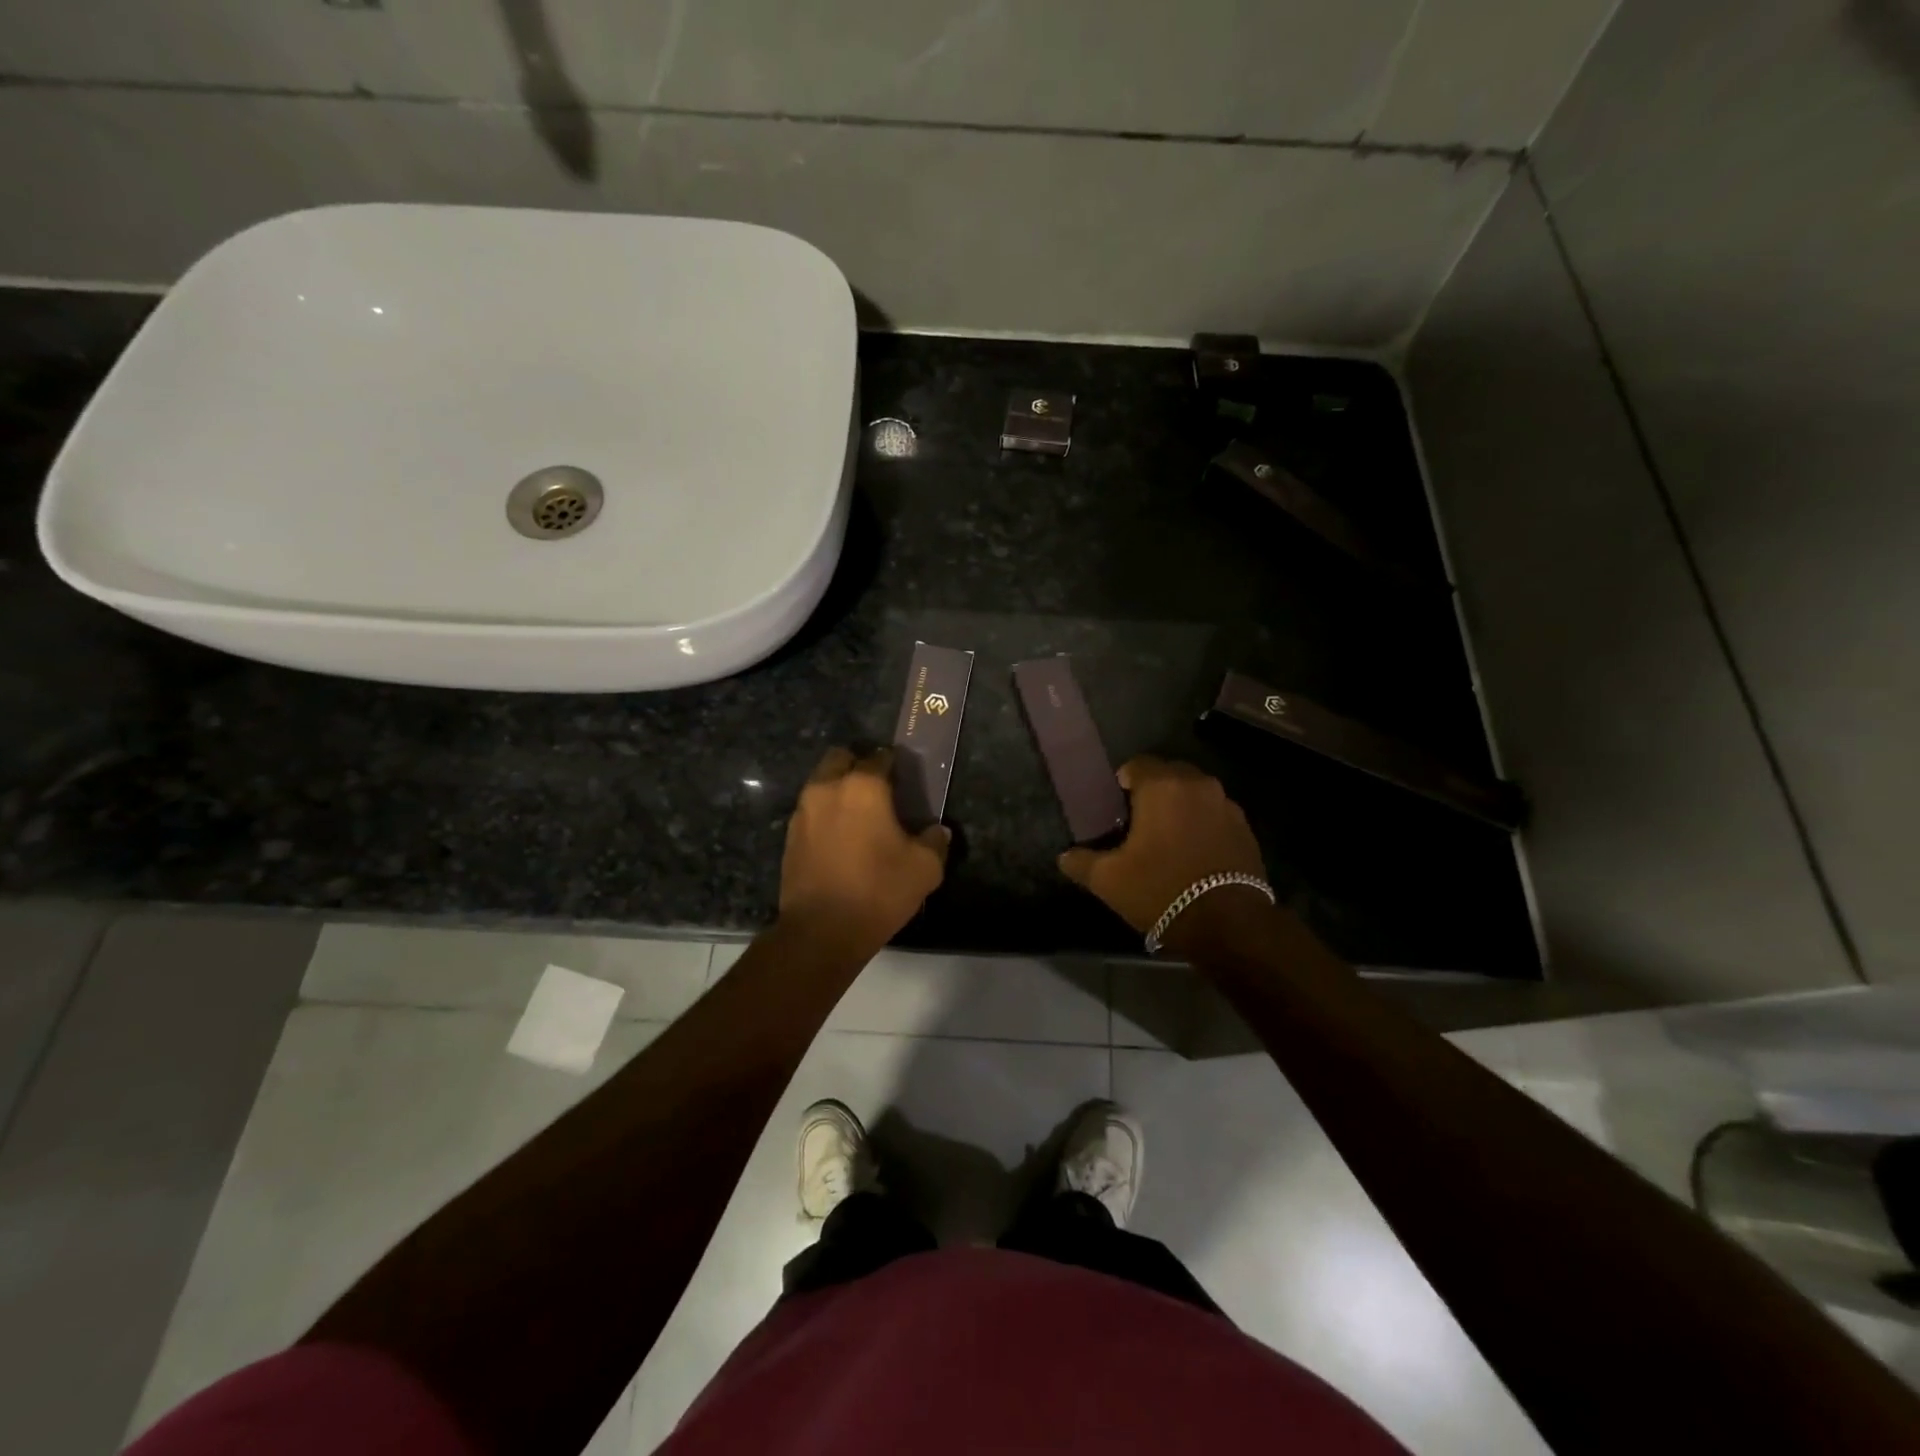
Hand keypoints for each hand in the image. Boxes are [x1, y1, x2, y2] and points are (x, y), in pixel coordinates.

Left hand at [779, 747, 949, 949]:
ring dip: (838, 790)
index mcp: (863, 787)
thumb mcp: (924, 869)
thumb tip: (937, 831)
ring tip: (858, 816)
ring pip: (821, 783)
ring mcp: (803, 812)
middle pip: (840, 758)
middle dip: (857, 766)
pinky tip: (840, 839)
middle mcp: (828, 788)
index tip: (903, 778)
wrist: (821, 931)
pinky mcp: (789, 836)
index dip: (893, 763)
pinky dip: (824, 815)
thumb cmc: (878, 890)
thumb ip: (934, 842)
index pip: (879, 757)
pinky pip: (810, 811)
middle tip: (877, 790)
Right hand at [1058, 756, 1268, 949]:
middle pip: (1169, 775)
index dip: (1122, 783)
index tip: (1115, 809)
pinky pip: (1215, 815)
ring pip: (1195, 794)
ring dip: (1180, 807)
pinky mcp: (1246, 829)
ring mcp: (1227, 806)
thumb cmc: (1161, 891)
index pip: (1136, 765)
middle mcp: (1198, 785)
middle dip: (1153, 792)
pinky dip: (1203, 825)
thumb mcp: (1109, 880)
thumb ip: (1081, 862)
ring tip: (1168, 839)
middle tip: (1138, 823)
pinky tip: (1193, 853)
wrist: (1228, 925)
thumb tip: (1064, 856)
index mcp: (1162, 786)